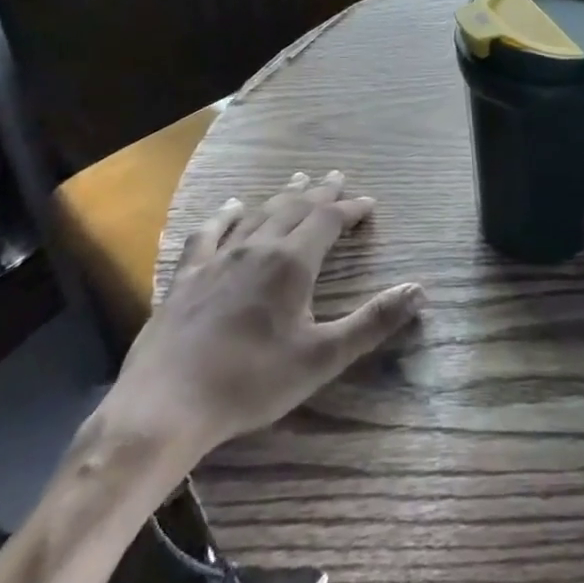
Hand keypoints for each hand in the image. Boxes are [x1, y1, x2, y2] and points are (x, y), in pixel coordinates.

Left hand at [96, 171, 424, 491]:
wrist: (165, 405)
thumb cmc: (251, 382)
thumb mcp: (322, 358)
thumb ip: (372, 322)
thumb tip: (418, 290)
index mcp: (291, 263)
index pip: (328, 220)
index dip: (350, 208)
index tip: (368, 203)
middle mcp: (257, 248)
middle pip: (294, 207)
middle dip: (320, 192)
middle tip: (337, 177)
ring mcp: (217, 258)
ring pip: (257, 214)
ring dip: (281, 196)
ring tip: (297, 180)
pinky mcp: (187, 276)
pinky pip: (208, 232)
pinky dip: (224, 215)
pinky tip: (229, 206)